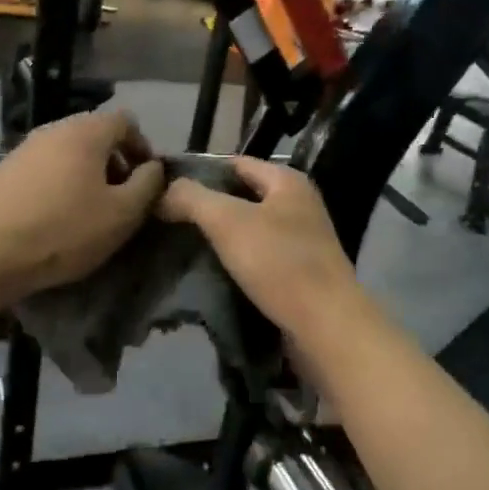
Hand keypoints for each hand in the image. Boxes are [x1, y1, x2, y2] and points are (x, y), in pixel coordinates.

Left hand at [0, 110, 164, 302]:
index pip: (125, 121)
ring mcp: (23, 149)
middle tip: (121, 199)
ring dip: (86, 175)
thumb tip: (154, 167)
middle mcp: (52, 130)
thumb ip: (148, 185)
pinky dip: (59, 184)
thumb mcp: (122, 214)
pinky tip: (56, 218)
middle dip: (115, 163)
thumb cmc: (63, 232)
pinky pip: (44, 169)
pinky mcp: (3, 172)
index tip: (146, 182)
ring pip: (68, 153)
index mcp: (85, 132)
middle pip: (95, 135)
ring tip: (89, 212)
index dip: (143, 147)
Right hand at [157, 157, 363, 340]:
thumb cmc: (279, 263)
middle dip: (205, 207)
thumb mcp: (227, 221)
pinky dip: (234, 263)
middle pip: (241, 197)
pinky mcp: (298, 274)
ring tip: (179, 246)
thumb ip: (192, 198)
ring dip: (218, 238)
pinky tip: (207, 274)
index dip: (198, 171)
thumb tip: (163, 191)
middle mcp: (298, 205)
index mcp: (287, 181)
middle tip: (165, 219)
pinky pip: (257, 259)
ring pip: (248, 230)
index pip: (234, 163)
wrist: (326, 326)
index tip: (163, 188)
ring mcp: (300, 242)